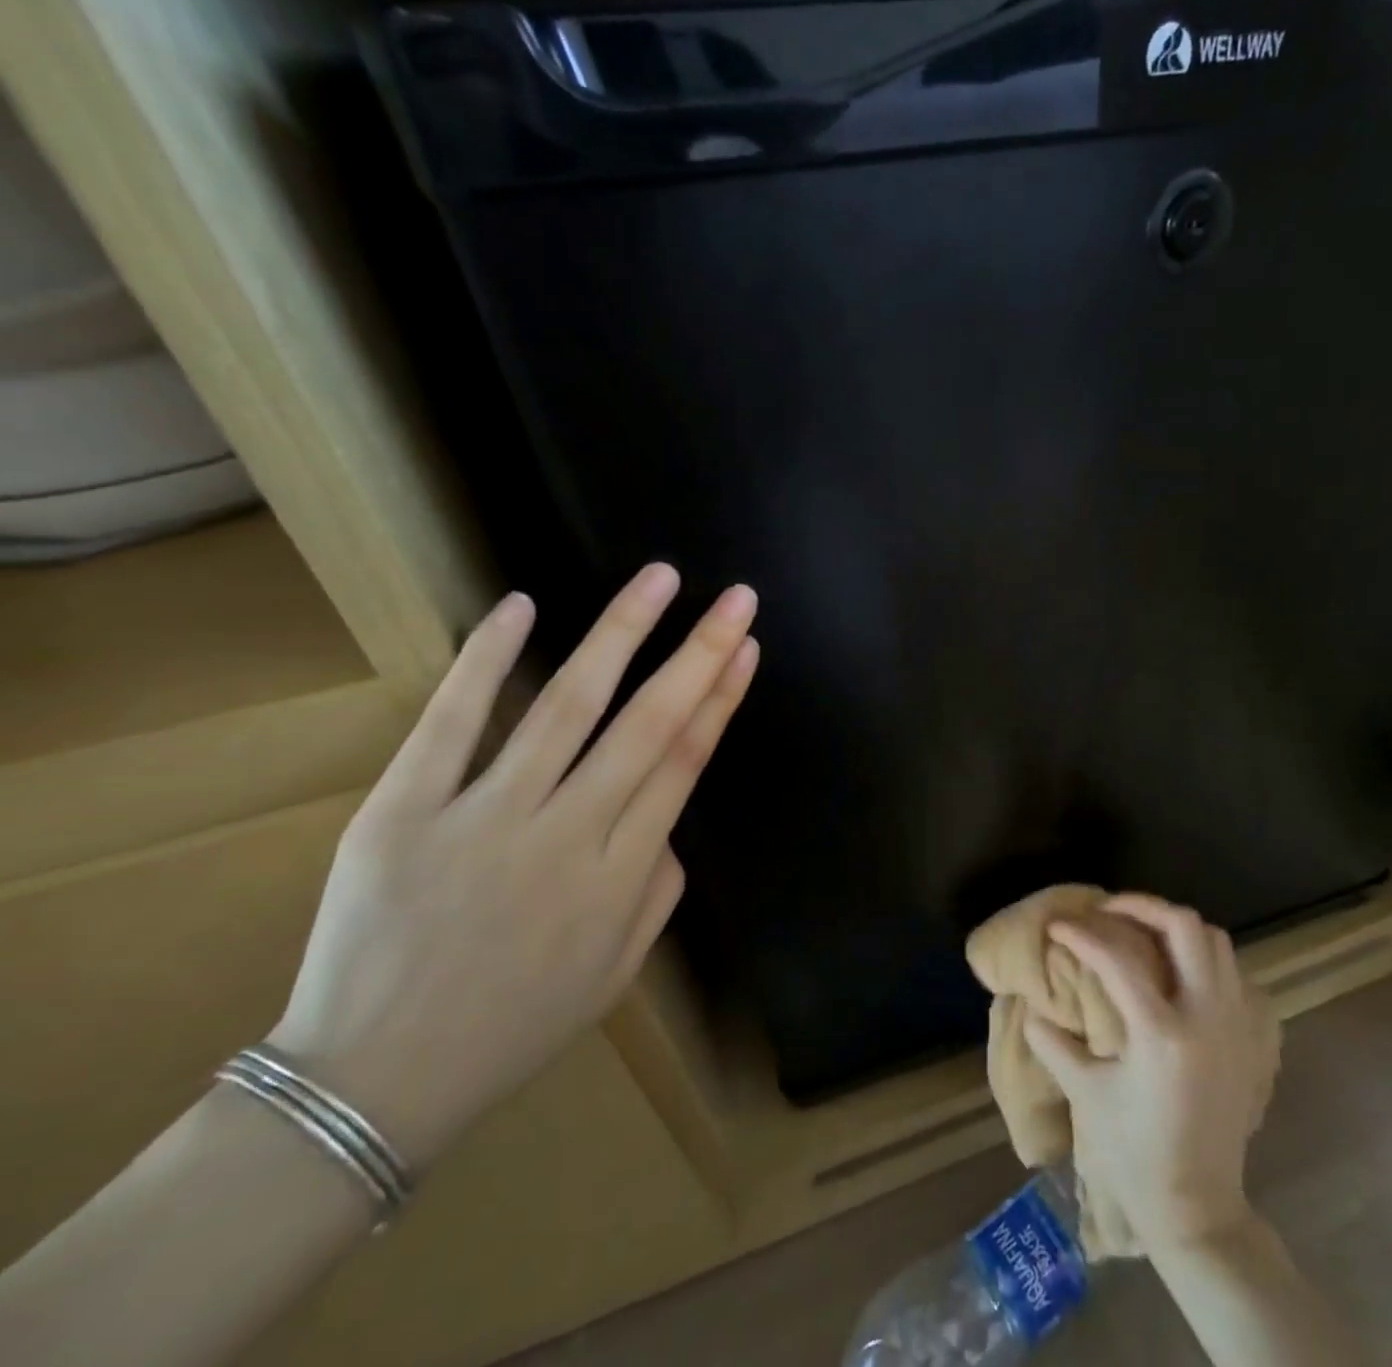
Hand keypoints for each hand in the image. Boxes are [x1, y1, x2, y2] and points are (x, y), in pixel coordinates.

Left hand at [268, 565, 758, 1165]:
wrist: (375, 1085)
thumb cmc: (516, 1024)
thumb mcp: (620, 970)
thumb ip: (660, 887)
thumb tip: (663, 814)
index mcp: (622, 876)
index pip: (685, 762)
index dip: (721, 697)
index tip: (745, 646)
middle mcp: (566, 836)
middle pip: (649, 724)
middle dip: (700, 651)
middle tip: (737, 596)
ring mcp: (483, 820)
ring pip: (567, 707)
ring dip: (620, 633)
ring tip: (659, 578)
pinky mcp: (402, 814)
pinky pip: (452, 725)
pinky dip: (486, 661)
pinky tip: (522, 607)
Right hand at [1024, 897, 1273, 1253]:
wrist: (1198, 1207)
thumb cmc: (1135, 1154)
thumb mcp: (1086, 1095)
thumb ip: (1054, 1044)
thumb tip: (1030, 1008)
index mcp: (1161, 1035)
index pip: (1117, 959)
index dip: (1081, 934)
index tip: (1058, 925)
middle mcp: (1205, 1017)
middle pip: (1185, 927)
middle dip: (1142, 906)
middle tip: (1108, 910)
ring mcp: (1235, 1024)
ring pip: (1216, 942)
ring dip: (1176, 927)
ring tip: (1141, 932)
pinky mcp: (1249, 1036)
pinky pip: (1233, 972)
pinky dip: (1203, 956)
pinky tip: (1177, 969)